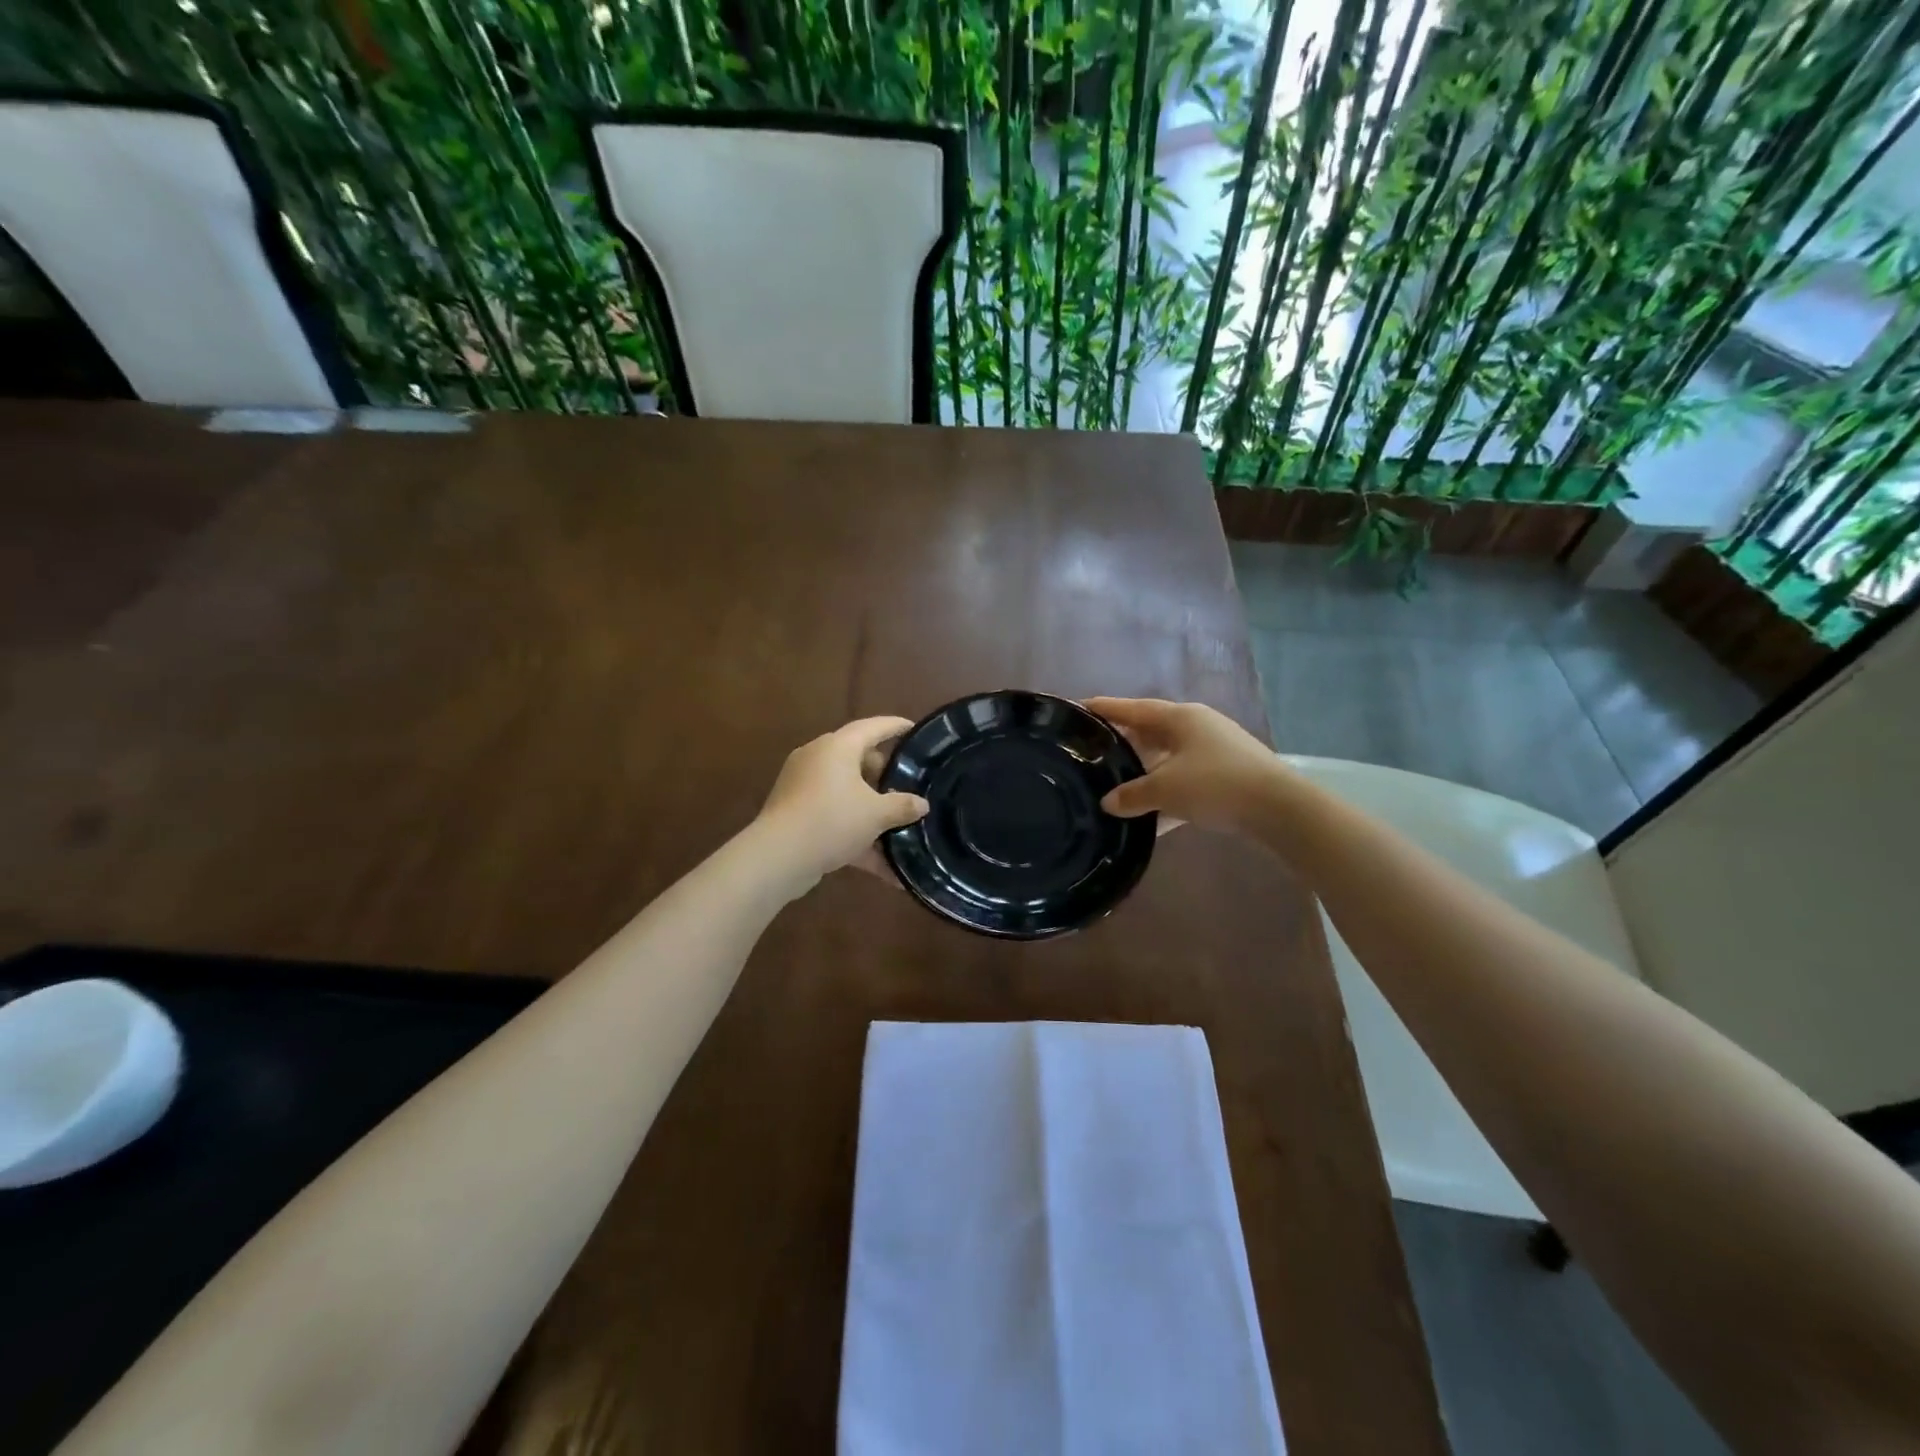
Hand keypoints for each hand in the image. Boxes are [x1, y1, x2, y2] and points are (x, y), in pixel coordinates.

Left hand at [755, 717, 928, 893]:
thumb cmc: (832, 820)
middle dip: (883, 774)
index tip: (913, 729)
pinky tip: (880, 863)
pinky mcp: (795, 813)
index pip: (872, 727)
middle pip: (857, 758)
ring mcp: (803, 786)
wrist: (778, 857)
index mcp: (837, 747)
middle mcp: (818, 759)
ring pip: (845, 791)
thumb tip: (921, 804)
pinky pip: (833, 815)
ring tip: (896, 823)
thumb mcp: (876, 814)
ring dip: (870, 808)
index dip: (895, 726)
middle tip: (906, 786)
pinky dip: (854, 832)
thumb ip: (902, 806)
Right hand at [1083, 697, 1281, 833]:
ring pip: (1169, 755)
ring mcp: (1215, 748)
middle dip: (1124, 739)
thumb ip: (1132, 795)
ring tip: (1119, 780)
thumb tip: (1109, 803)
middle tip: (1095, 748)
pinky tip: (1153, 813)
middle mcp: (1197, 725)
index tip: (1078, 707)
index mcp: (1179, 717)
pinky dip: (1168, 790)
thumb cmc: (1215, 784)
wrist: (1278, 807)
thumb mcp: (1165, 789)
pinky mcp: (1228, 772)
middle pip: (1151, 729)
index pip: (1133, 708)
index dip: (1105, 708)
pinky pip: (1186, 777)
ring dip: (1146, 767)